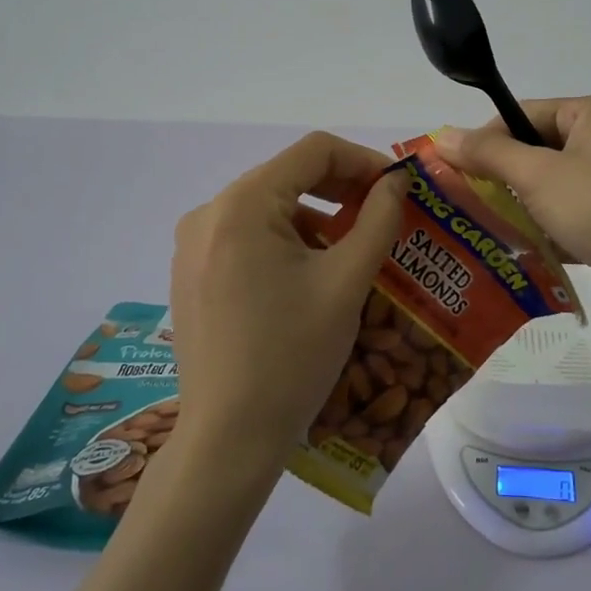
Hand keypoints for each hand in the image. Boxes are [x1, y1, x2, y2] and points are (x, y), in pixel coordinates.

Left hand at [168, 132, 406, 485]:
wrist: (229, 438)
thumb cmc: (292, 355)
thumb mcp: (346, 281)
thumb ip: (378, 219)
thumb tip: (397, 181)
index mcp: (242, 204)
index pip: (313, 151)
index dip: (364, 160)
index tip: (399, 188)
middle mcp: (209, 212)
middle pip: (288, 176)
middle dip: (342, 190)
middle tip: (384, 215)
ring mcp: (193, 245)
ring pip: (269, 208)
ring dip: (317, 218)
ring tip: (353, 251)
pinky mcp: (192, 273)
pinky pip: (247, 237)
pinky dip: (287, 242)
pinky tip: (311, 276)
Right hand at [434, 96, 590, 337]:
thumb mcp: (540, 175)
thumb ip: (488, 154)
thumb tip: (442, 134)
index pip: (528, 112)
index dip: (489, 136)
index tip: (454, 167)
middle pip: (540, 150)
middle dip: (503, 176)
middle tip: (463, 199)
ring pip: (555, 188)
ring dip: (522, 207)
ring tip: (482, 227)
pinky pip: (572, 218)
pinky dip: (547, 231)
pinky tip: (519, 250)